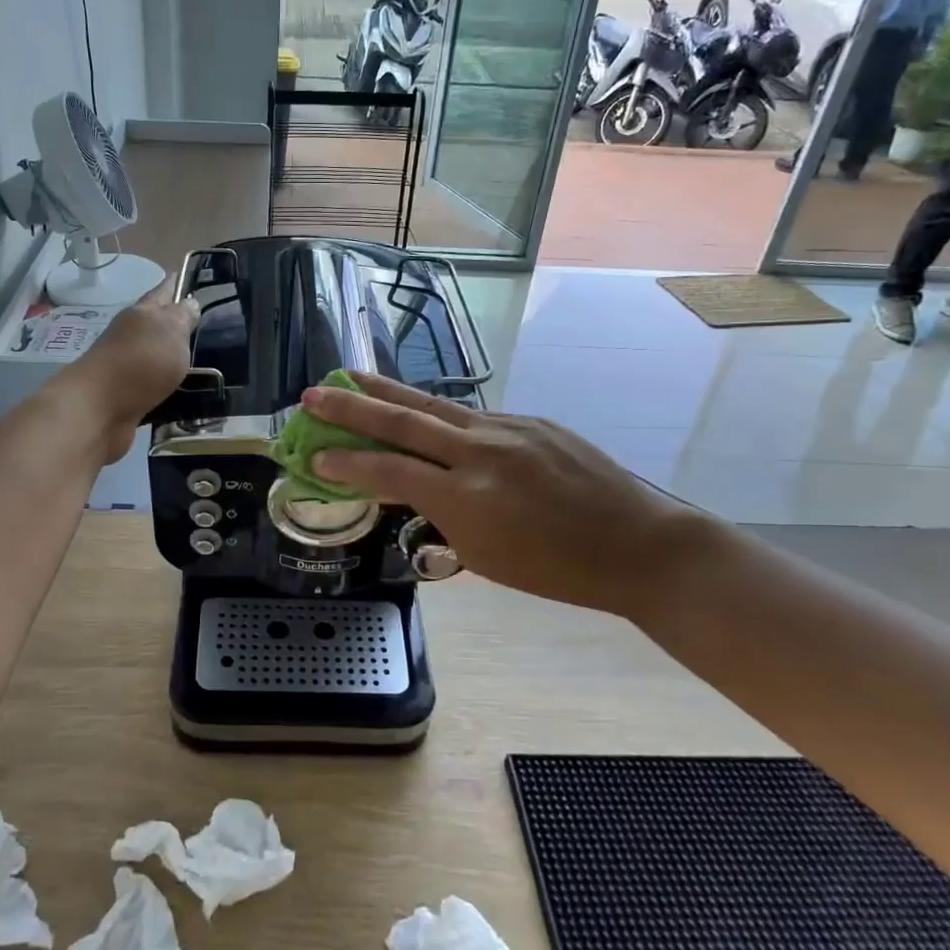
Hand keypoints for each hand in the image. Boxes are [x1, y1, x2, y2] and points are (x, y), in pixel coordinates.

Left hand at [61, 277, 199, 461]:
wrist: (100, 409)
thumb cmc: (140, 361)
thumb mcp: (171, 331)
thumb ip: (183, 317)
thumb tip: (190, 302)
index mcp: (142, 313)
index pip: (163, 290)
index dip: (176, 283)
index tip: (189, 276)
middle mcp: (132, 335)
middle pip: (157, 324)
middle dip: (177, 322)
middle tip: (205, 324)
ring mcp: (128, 367)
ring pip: (156, 356)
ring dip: (173, 357)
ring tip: (202, 361)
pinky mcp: (128, 396)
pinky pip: (154, 386)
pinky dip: (167, 386)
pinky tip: (185, 391)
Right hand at [303, 372, 696, 617]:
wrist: (636, 544)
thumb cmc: (556, 571)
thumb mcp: (484, 556)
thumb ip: (440, 516)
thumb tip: (409, 487)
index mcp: (466, 497)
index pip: (390, 471)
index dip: (347, 463)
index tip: (313, 453)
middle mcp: (480, 450)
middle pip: (403, 420)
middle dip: (352, 407)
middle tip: (313, 394)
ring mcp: (507, 427)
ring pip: (433, 404)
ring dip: (387, 392)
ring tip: (352, 378)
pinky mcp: (529, 419)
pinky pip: (470, 415)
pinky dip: (435, 412)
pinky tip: (420, 410)